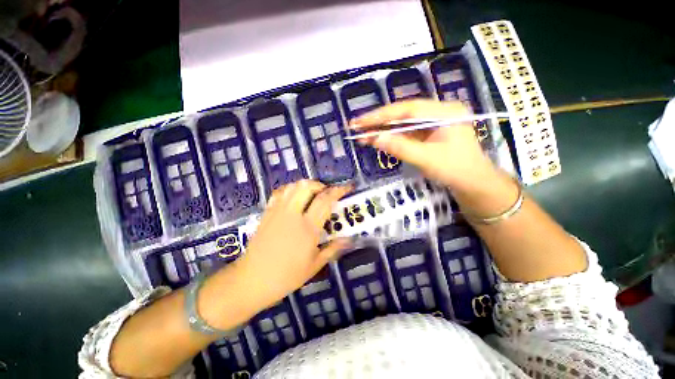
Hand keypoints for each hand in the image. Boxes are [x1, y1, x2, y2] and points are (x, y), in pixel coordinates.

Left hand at [236, 180, 351, 308]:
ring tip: (312, 194)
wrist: (252, 280)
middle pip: (306, 187)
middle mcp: (292, 214)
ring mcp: (278, 212)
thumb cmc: (287, 276)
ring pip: (292, 186)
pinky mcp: (267, 213)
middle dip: (320, 185)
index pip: (325, 200)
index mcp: (307, 228)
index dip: (337, 191)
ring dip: (305, 185)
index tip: (346, 188)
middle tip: (326, 193)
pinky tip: (294, 197)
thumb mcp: (314, 265)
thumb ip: (333, 249)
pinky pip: (279, 193)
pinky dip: (290, 189)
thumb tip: (349, 240)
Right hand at [351, 100, 497, 190]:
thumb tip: (374, 138)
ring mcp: (433, 124)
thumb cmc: (455, 171)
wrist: (473, 184)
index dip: (382, 115)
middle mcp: (438, 113)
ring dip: (383, 130)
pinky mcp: (428, 134)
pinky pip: (406, 133)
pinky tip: (377, 139)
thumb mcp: (427, 159)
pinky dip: (391, 137)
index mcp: (444, 113)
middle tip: (356, 126)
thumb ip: (401, 147)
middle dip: (379, 121)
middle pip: (403, 113)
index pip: (407, 109)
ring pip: (403, 123)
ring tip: (362, 134)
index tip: (361, 121)